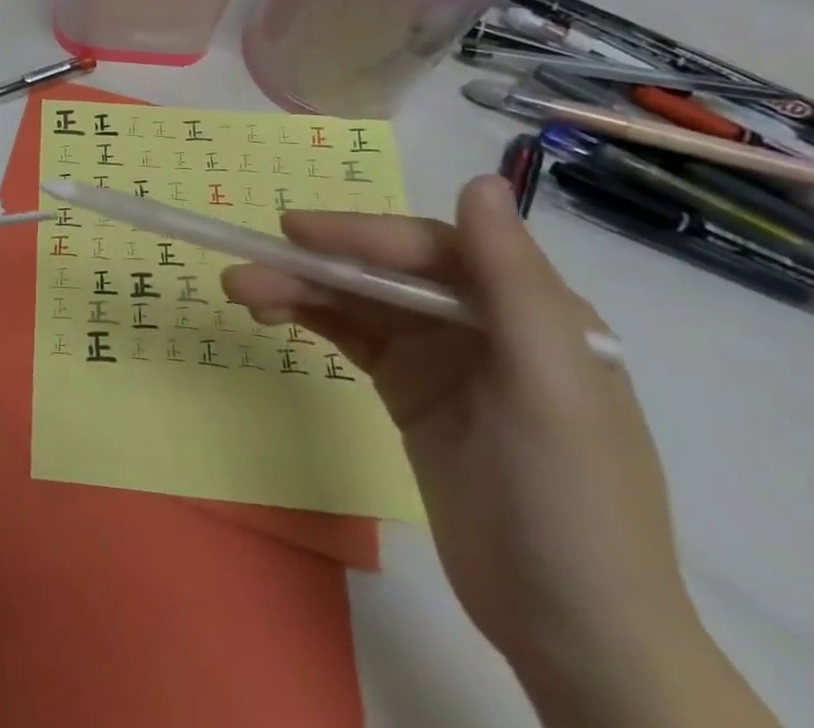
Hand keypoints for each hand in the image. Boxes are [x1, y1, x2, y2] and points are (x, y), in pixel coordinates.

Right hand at [223, 175, 711, 716]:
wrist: (572, 633)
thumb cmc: (571, 501)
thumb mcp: (550, 387)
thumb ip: (512, 280)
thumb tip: (482, 179)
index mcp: (528, 308)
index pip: (432, 248)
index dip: (363, 235)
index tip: (296, 231)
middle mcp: (482, 319)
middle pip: (385, 272)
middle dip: (317, 265)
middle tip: (248, 267)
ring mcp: (443, 355)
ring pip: (359, 300)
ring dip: (301, 290)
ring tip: (241, 291)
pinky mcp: (410, 389)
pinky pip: (352, 335)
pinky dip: (311, 318)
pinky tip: (271, 313)